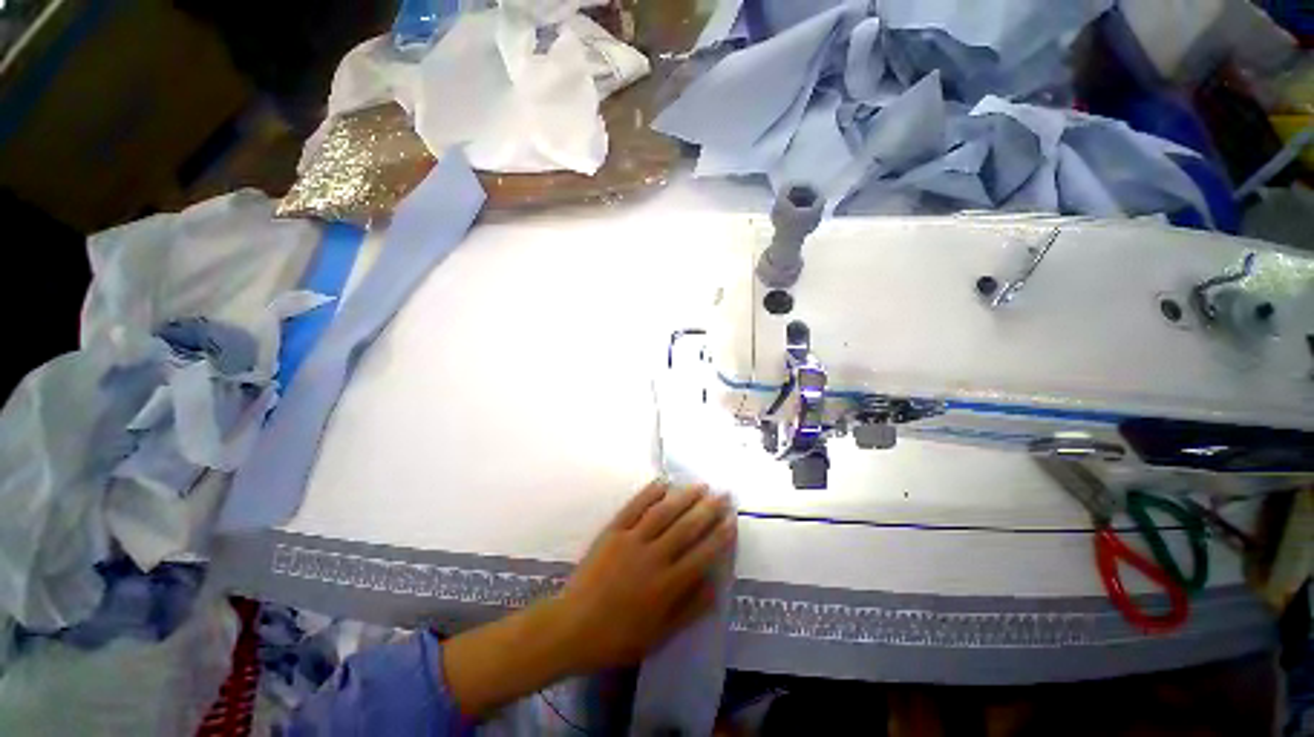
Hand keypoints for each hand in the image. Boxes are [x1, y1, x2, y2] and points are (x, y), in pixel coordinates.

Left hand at [442, 481, 736, 718]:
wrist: (572, 627)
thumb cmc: (618, 637)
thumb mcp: (659, 635)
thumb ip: (689, 609)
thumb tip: (715, 585)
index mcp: (667, 585)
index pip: (702, 554)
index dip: (720, 536)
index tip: (732, 520)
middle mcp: (653, 557)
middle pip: (687, 527)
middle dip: (708, 510)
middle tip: (723, 495)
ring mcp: (632, 540)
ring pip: (664, 512)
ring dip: (684, 497)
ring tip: (700, 486)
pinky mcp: (613, 531)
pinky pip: (634, 507)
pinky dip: (649, 492)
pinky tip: (663, 482)